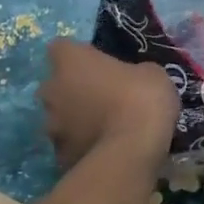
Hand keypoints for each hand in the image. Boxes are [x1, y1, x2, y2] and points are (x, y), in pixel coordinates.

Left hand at [38, 39, 178, 169]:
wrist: (131, 152)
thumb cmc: (141, 99)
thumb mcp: (152, 73)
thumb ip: (133, 72)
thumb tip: (132, 79)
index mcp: (71, 61)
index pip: (62, 47)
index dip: (79, 55)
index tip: (99, 64)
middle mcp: (51, 89)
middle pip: (56, 84)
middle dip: (73, 89)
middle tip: (103, 97)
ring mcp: (51, 125)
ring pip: (59, 116)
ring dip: (76, 119)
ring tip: (104, 128)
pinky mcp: (58, 155)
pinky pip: (70, 144)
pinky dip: (82, 145)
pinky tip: (105, 150)